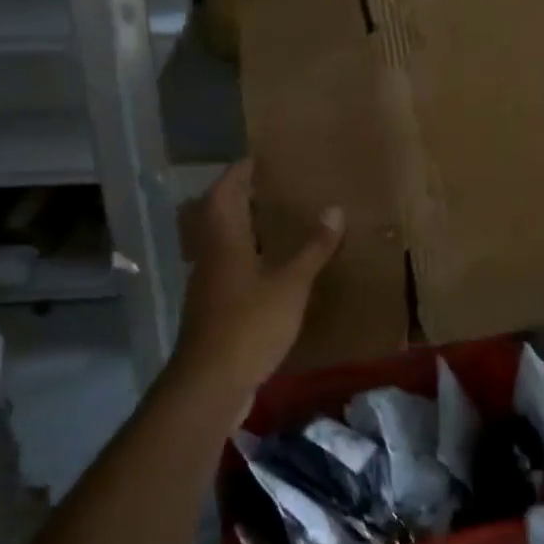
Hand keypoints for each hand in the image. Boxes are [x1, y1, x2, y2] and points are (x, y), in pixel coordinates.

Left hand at [169, 161, 342, 407]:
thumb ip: (313, 248)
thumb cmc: (250, 324)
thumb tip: (334, 209)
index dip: (238, 173)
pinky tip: (271, 266)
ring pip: (221, 243)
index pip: (223, 193)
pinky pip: (229, 268)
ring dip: (243, 227)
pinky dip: (247, 257)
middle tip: (271, 187)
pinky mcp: (214, 308)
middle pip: (216, 215)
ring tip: (276, 221)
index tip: (259, 158)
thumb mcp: (291, 284)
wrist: (210, 384)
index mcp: (224, 241)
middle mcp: (210, 256)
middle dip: (239, 197)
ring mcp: (209, 284)